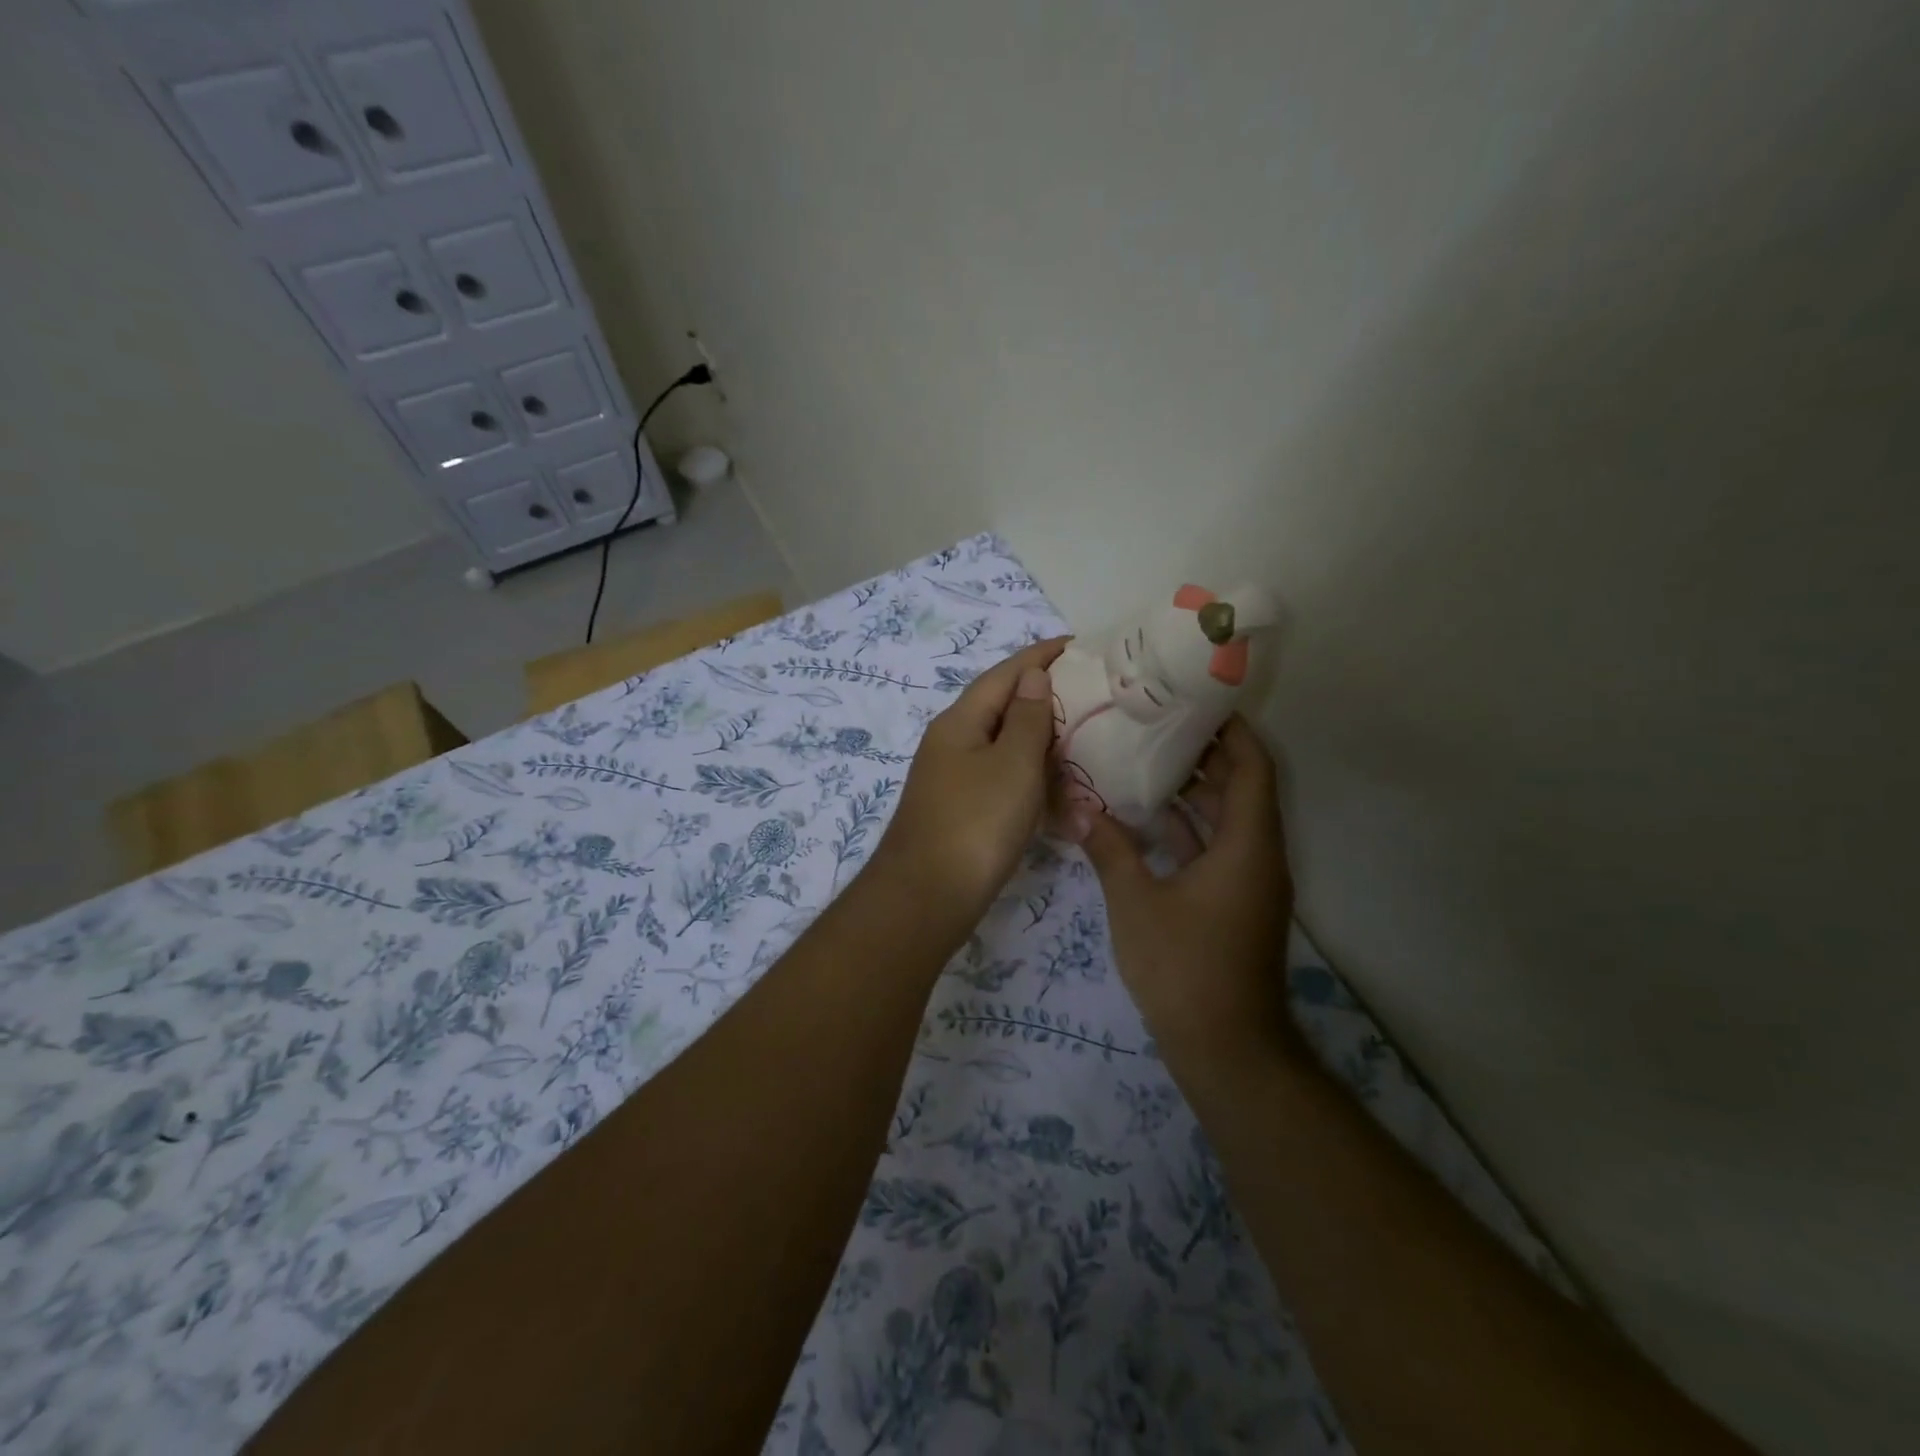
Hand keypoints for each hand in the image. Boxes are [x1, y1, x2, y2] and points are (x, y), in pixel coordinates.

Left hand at [870, 637, 1069, 937]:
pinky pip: (1004, 784)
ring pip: (1006, 750)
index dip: (1041, 656)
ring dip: (1043, 746)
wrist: (927, 898)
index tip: (1078, 644)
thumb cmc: (976, 823)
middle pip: (1004, 709)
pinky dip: (1033, 784)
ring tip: (1086, 742)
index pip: (1005, 674)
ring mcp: (955, 780)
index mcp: (960, 722)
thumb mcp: (1012, 764)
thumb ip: (1028, 718)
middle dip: (1046, 699)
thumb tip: (1033, 675)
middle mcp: (953, 744)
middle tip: (1093, 696)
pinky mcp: (963, 813)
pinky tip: (1061, 796)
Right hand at [1071, 715, 1299, 1061]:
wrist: (1226, 1049)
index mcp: (1247, 845)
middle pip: (1240, 787)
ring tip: (1144, 756)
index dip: (1231, 729)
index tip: (1195, 700)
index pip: (1252, 766)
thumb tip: (1076, 806)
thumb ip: (1108, 847)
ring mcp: (1247, 882)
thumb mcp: (1136, 902)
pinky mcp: (1233, 903)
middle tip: (1155, 722)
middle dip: (1203, 753)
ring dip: (1194, 790)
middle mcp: (1257, 855)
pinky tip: (1145, 816)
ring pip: (1227, 819)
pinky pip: (1215, 848)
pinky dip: (1187, 827)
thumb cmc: (1185, 967)